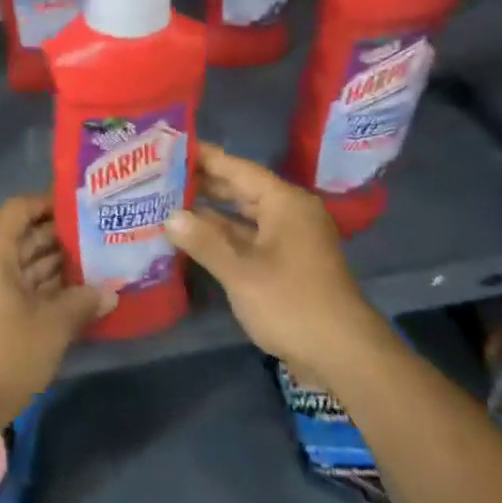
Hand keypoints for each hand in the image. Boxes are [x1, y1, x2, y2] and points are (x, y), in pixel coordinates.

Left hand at [0, 194, 114, 424]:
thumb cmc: (9, 353)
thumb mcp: (54, 325)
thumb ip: (83, 301)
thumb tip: (110, 292)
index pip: (17, 210)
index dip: (46, 204)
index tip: (77, 208)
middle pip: (17, 237)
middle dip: (55, 237)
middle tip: (93, 236)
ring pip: (14, 263)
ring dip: (47, 263)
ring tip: (88, 262)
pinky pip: (7, 284)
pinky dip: (33, 284)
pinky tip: (68, 291)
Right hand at [163, 143, 382, 381]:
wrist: (344, 356)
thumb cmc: (292, 304)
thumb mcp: (241, 273)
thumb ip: (204, 241)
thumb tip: (169, 217)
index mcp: (284, 203)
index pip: (237, 168)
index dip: (203, 156)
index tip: (168, 146)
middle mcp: (288, 213)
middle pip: (239, 188)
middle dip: (201, 182)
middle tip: (157, 173)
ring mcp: (288, 238)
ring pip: (242, 215)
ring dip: (208, 211)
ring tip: (165, 200)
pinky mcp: (285, 262)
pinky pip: (247, 237)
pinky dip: (221, 235)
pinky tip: (190, 236)